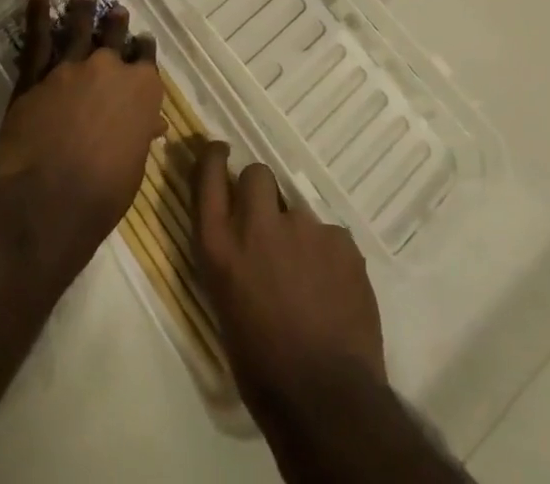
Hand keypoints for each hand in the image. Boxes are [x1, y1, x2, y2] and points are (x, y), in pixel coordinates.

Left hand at [0, 0, 164, 250]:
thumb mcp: (135, 163)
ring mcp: (72, 66)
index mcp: (142, 89)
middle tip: (116, 11)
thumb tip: (153, 124)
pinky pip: (38, 38)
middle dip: (116, 23)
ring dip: (83, 10)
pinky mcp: (37, 74)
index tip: (141, 43)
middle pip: (115, 35)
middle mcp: (110, 67)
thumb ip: (141, 133)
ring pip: (80, 28)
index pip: (146, 58)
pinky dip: (38, 13)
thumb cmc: (105, 191)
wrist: (52, 198)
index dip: (143, 49)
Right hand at [193, 142, 385, 408]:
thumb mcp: (226, 308)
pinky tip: (334, 292)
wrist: (325, 399)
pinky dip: (330, 258)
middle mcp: (258, 225)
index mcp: (221, 248)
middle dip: (262, 193)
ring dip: (299, 235)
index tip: (219, 150)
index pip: (207, 178)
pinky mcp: (341, 239)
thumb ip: (232, 260)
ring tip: (309, 281)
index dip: (212, 158)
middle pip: (257, 175)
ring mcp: (303, 228)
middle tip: (271, 226)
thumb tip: (242, 239)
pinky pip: (330, 238)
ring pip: (298, 211)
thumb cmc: (262, 369)